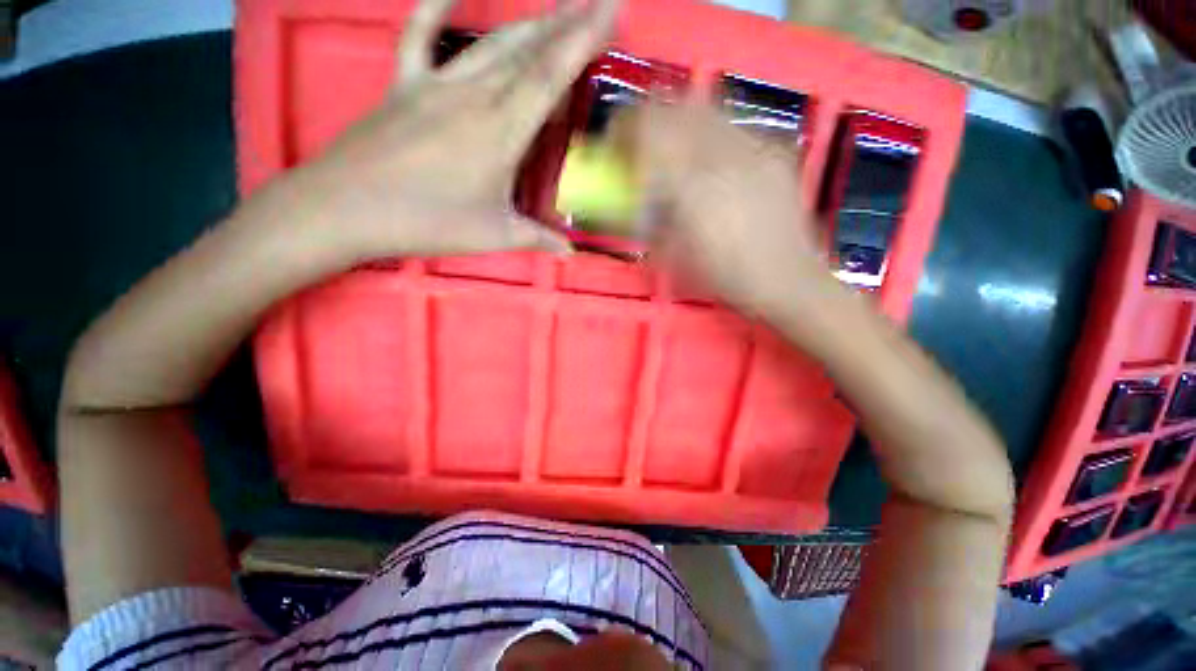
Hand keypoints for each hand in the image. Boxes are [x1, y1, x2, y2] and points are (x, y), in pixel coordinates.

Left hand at [277, 0, 621, 259]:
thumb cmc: (427, 222)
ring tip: (555, 10)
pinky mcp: (404, 85)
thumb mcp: (494, 235)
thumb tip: (570, 253)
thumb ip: (538, 239)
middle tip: (595, 1)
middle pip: (527, 50)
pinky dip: (435, 8)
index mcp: (500, 132)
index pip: (550, 76)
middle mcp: (474, 96)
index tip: (611, 9)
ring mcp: (436, 85)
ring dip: (527, 23)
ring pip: (491, 43)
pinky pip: (420, 36)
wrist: (345, 208)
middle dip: (566, 22)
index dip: (583, 39)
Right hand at [633, 104, 843, 317]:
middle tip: (643, 148)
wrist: (787, 281)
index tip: (616, 148)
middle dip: (650, 121)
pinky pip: (734, 129)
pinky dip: (712, 139)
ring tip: (678, 157)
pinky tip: (716, 169)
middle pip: (676, 107)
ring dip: (681, 127)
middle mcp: (723, 154)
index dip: (624, 130)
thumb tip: (633, 197)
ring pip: (706, 111)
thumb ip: (648, 219)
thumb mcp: (674, 256)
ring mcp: (756, 147)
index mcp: (692, 185)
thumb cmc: (726, 278)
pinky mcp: (777, 151)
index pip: (648, 128)